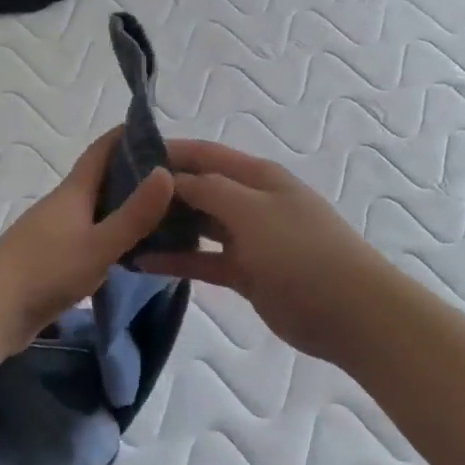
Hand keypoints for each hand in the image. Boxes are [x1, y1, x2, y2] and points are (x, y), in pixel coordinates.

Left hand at [0, 130, 175, 353]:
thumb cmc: (45, 272)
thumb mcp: (98, 245)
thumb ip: (134, 214)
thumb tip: (166, 172)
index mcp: (73, 192)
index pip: (103, 150)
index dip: (130, 136)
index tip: (164, 135)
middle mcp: (63, 206)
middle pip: (103, 180)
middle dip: (138, 176)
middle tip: (180, 183)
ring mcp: (56, 233)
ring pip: (98, 212)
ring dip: (127, 210)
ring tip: (167, 218)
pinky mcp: (53, 260)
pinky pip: (91, 238)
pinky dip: (115, 238)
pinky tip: (134, 253)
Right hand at [137, 140, 390, 361]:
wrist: (349, 312)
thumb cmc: (300, 251)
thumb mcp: (251, 211)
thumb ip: (207, 190)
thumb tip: (170, 177)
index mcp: (257, 176)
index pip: (204, 154)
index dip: (167, 152)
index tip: (125, 158)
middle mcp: (251, 201)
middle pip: (198, 188)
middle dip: (161, 191)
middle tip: (115, 198)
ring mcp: (249, 238)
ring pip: (199, 225)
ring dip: (167, 226)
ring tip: (124, 228)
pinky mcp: (245, 272)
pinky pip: (204, 260)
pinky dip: (177, 260)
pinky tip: (143, 263)